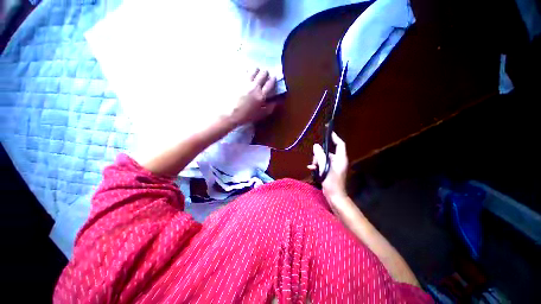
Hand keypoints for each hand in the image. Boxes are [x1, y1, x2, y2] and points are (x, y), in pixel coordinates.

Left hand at [229, 68, 276, 125]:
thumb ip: (270, 108)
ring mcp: (245, 81)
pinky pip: (243, 70)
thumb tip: (276, 102)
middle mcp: (254, 86)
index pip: (270, 83)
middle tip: (264, 75)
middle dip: (265, 73)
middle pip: (263, 74)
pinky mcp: (236, 79)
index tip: (273, 77)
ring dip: (256, 70)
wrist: (230, 113)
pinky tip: (246, 72)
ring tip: (255, 72)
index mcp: (261, 95)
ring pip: (253, 70)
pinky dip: (246, 70)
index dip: (273, 79)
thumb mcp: (260, 115)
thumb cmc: (246, 116)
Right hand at [308, 132, 348, 201]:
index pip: (340, 144)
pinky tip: (312, 169)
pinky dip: (317, 166)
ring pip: (323, 158)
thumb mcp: (325, 168)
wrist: (334, 196)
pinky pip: (322, 164)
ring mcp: (334, 166)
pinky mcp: (329, 171)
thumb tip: (316, 146)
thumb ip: (320, 156)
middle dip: (319, 154)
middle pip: (328, 152)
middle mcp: (338, 161)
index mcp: (341, 158)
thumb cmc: (332, 182)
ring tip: (313, 166)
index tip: (328, 132)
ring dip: (317, 161)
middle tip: (314, 160)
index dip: (335, 137)